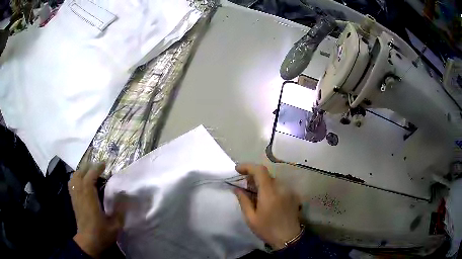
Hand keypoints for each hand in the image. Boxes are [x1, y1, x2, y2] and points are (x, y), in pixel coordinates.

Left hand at [69, 163, 124, 257]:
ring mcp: (75, 197)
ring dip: (82, 171)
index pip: (89, 177)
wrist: (88, 243)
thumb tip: (125, 196)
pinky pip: (72, 184)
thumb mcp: (115, 225)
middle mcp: (80, 195)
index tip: (104, 164)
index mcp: (89, 199)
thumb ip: (120, 210)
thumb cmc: (102, 234)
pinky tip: (82, 180)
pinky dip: (76, 177)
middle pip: (80, 174)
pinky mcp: (73, 201)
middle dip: (89, 167)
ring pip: (74, 177)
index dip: (96, 169)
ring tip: (90, 171)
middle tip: (99, 166)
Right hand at [234, 164, 300, 249]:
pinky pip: (279, 186)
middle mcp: (281, 188)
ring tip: (254, 193)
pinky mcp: (293, 195)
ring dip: (262, 182)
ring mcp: (289, 190)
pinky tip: (266, 198)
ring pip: (272, 179)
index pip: (260, 170)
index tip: (237, 169)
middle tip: (244, 185)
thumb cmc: (267, 229)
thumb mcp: (251, 218)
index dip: (248, 166)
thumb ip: (243, 200)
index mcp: (269, 193)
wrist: (289, 238)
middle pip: (266, 174)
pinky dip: (270, 187)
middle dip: (253, 176)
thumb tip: (237, 189)